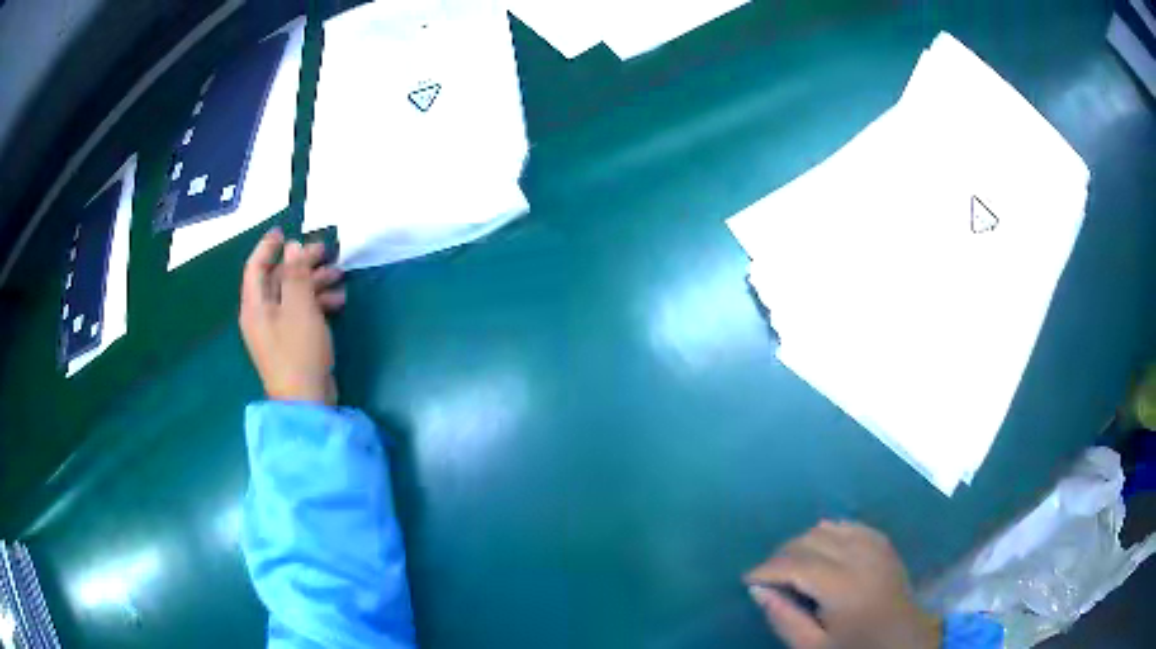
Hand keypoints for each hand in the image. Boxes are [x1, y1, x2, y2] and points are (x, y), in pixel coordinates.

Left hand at [240, 228, 345, 404]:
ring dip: (314, 281)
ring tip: (339, 274)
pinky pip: (301, 312)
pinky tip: (338, 301)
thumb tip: (292, 247)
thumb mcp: (300, 307)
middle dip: (301, 263)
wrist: (306, 402)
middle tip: (326, 250)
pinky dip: (317, 303)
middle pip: (277, 279)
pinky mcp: (291, 342)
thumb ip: (296, 274)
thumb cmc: (299, 351)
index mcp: (255, 305)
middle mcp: (262, 314)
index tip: (285, 230)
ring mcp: (276, 330)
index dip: (268, 246)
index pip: (256, 266)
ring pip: (292, 295)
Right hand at [744, 521, 939, 648]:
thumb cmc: (855, 648)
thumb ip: (785, 619)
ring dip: (804, 541)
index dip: (766, 569)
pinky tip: (821, 547)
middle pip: (810, 540)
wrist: (902, 642)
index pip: (795, 564)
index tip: (747, 579)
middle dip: (781, 554)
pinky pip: (850, 525)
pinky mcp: (883, 543)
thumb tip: (757, 590)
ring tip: (790, 564)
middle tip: (766, 576)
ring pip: (829, 527)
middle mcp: (860, 556)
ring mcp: (875, 546)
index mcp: (842, 585)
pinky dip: (829, 532)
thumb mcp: (814, 647)